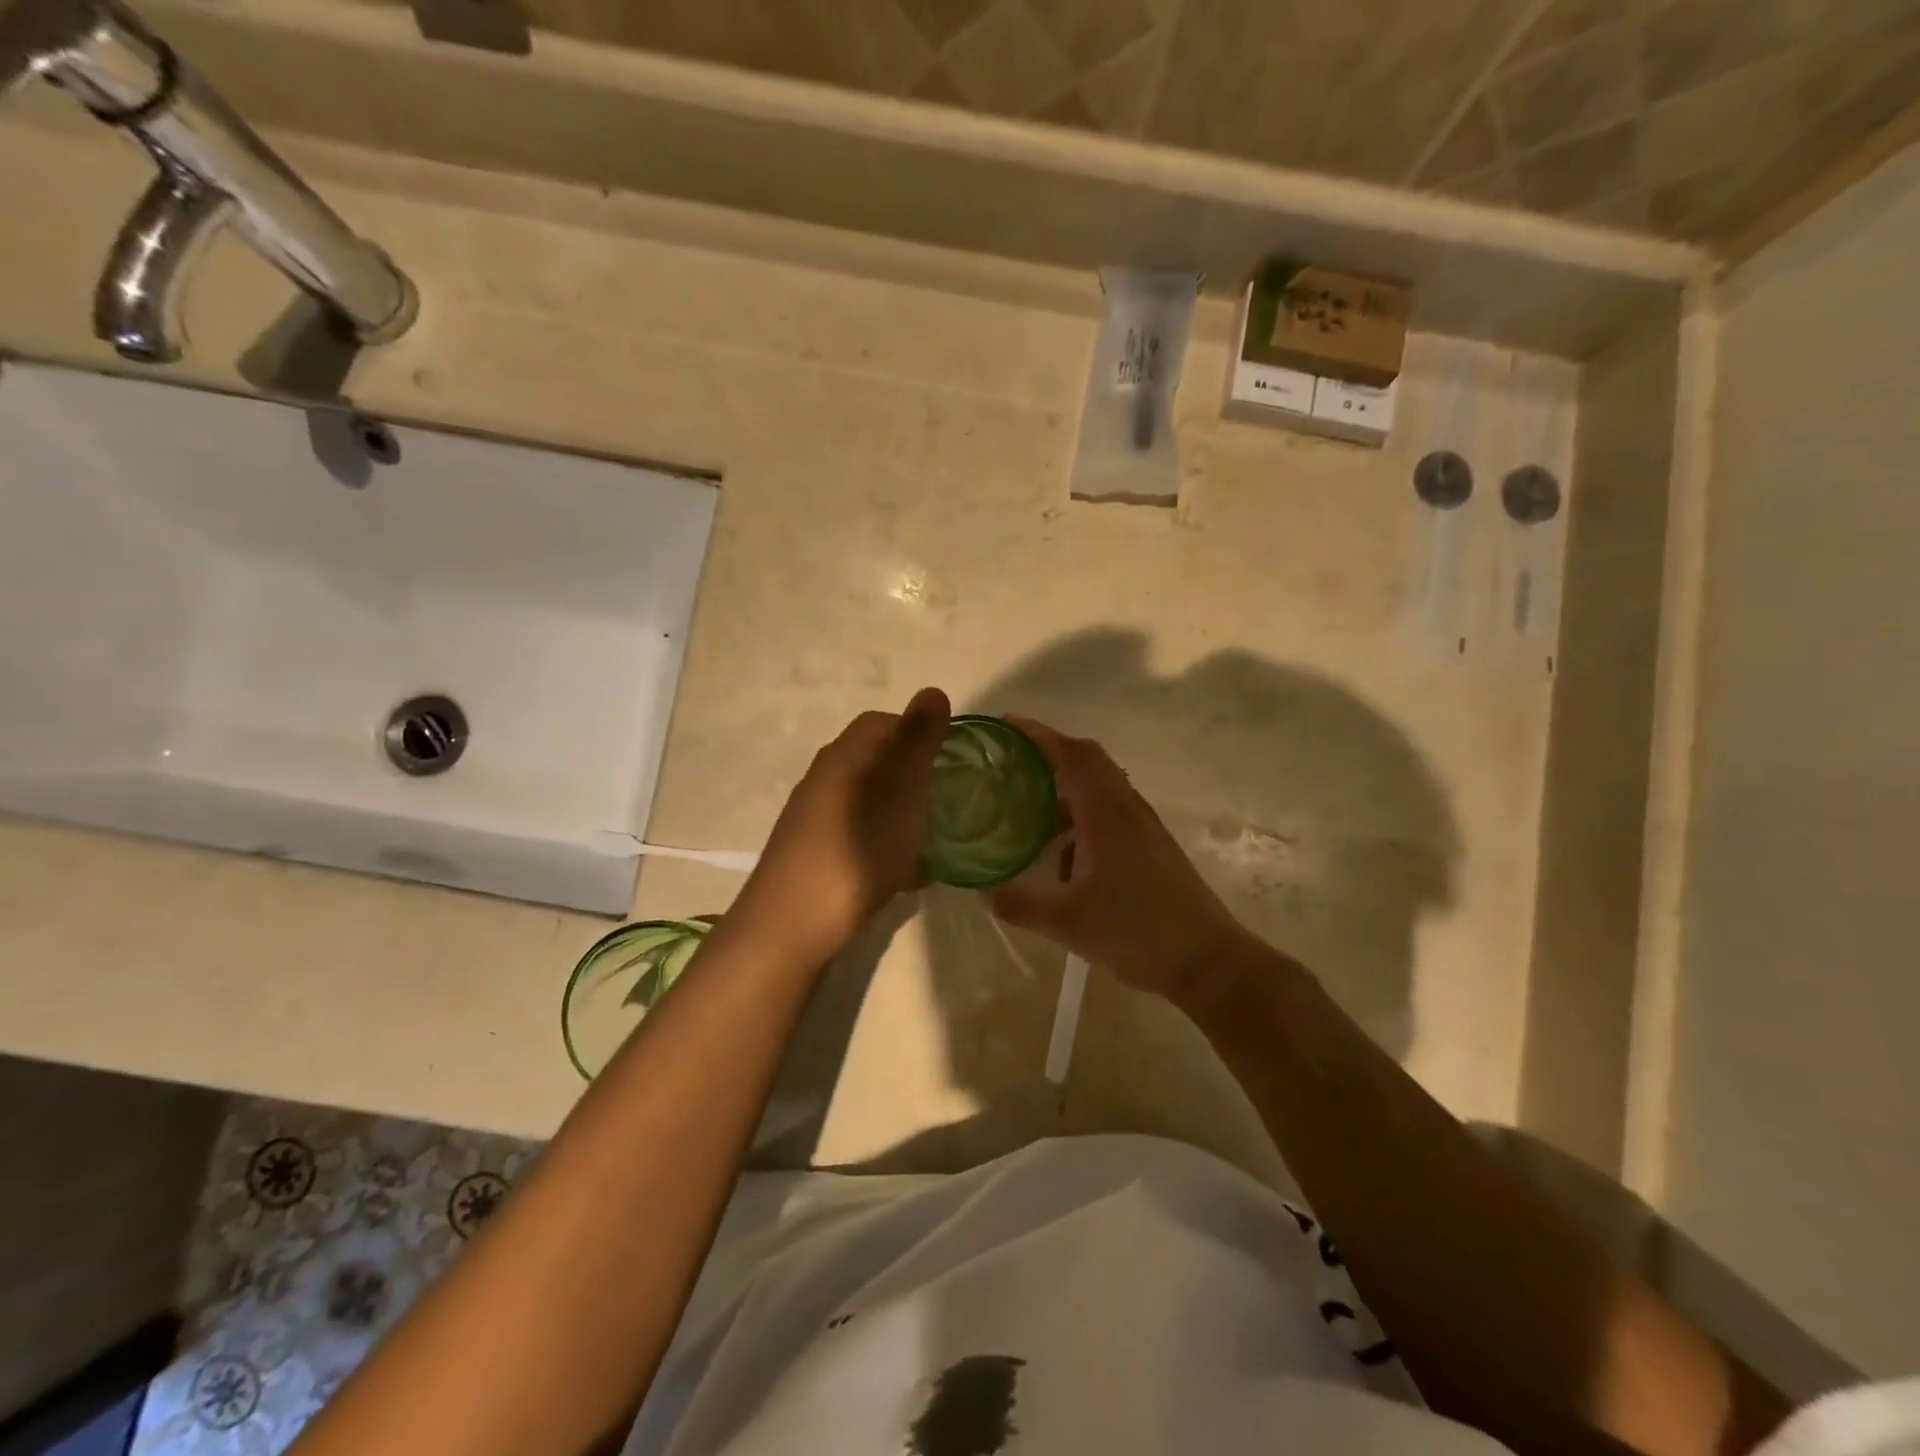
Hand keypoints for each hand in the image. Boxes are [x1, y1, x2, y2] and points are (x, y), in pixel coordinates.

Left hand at [732, 688, 950, 964]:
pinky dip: (885, 843)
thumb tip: (933, 690)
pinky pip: (858, 834)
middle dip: (912, 776)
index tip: (948, 759)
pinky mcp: (812, 854)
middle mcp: (823, 780)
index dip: (917, 732)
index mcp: (844, 757)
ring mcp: (814, 819)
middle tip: (945, 800)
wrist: (792, 926)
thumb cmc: (857, 850)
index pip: (881, 723)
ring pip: (868, 801)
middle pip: (874, 762)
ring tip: (932, 838)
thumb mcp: (900, 790)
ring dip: (900, 812)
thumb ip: (918, 742)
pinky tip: (905, 874)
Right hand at [989, 719, 1254, 999]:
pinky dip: (1083, 811)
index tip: (1005, 725)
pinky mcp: (1152, 845)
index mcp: (1106, 814)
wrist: (1206, 960)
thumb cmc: (1136, 933)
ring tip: (1031, 803)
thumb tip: (982, 892)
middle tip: (1013, 760)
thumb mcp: (1067, 923)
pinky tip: (1065, 851)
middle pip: (1088, 759)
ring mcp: (1144, 826)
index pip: (1070, 755)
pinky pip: (1111, 809)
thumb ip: (1020, 904)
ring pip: (1102, 785)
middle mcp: (1127, 809)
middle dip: (1050, 751)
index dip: (1037, 734)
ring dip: (1067, 783)